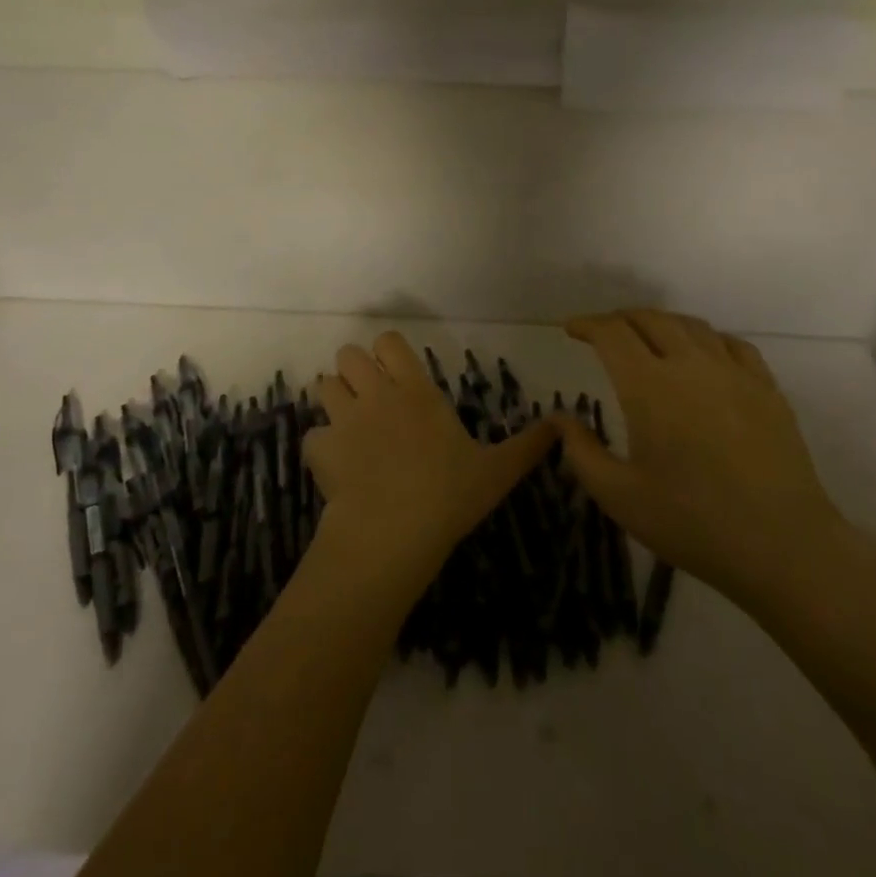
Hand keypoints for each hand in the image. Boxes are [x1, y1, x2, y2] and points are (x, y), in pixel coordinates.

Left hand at [308, 332, 558, 590]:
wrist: (393, 533)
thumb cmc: (448, 496)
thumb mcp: (497, 471)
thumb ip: (528, 446)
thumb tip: (563, 425)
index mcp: (415, 391)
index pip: (388, 342)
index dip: (388, 352)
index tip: (397, 373)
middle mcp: (376, 395)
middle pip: (348, 355)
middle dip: (355, 370)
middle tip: (370, 398)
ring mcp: (344, 419)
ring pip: (324, 386)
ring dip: (335, 400)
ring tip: (350, 425)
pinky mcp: (321, 448)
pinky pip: (312, 435)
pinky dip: (321, 445)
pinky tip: (336, 465)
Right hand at [551, 309, 860, 618]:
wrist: (783, 549)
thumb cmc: (692, 523)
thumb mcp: (619, 496)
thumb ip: (581, 451)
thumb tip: (560, 418)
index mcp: (649, 387)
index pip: (611, 333)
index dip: (587, 324)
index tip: (572, 330)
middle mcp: (690, 365)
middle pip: (650, 319)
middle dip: (619, 319)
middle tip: (603, 334)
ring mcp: (734, 373)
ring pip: (691, 325)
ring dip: (660, 323)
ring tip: (648, 338)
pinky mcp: (766, 389)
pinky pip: (732, 344)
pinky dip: (706, 338)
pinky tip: (702, 355)